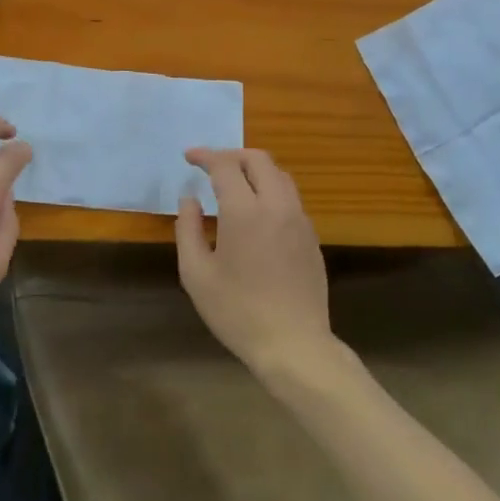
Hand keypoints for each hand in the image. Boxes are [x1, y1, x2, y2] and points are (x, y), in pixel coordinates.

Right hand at [174, 148, 334, 375]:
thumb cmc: (237, 311)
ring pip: (280, 175)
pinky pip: (291, 198)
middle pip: (259, 159)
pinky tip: (257, 212)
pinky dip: (270, 190)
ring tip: (235, 183)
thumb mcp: (196, 274)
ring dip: (255, 170)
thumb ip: (188, 229)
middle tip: (211, 166)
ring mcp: (299, 220)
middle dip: (232, 155)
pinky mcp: (312, 237)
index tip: (189, 157)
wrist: (293, 344)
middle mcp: (276, 205)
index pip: (225, 165)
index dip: (205, 156)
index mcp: (245, 211)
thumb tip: (190, 199)